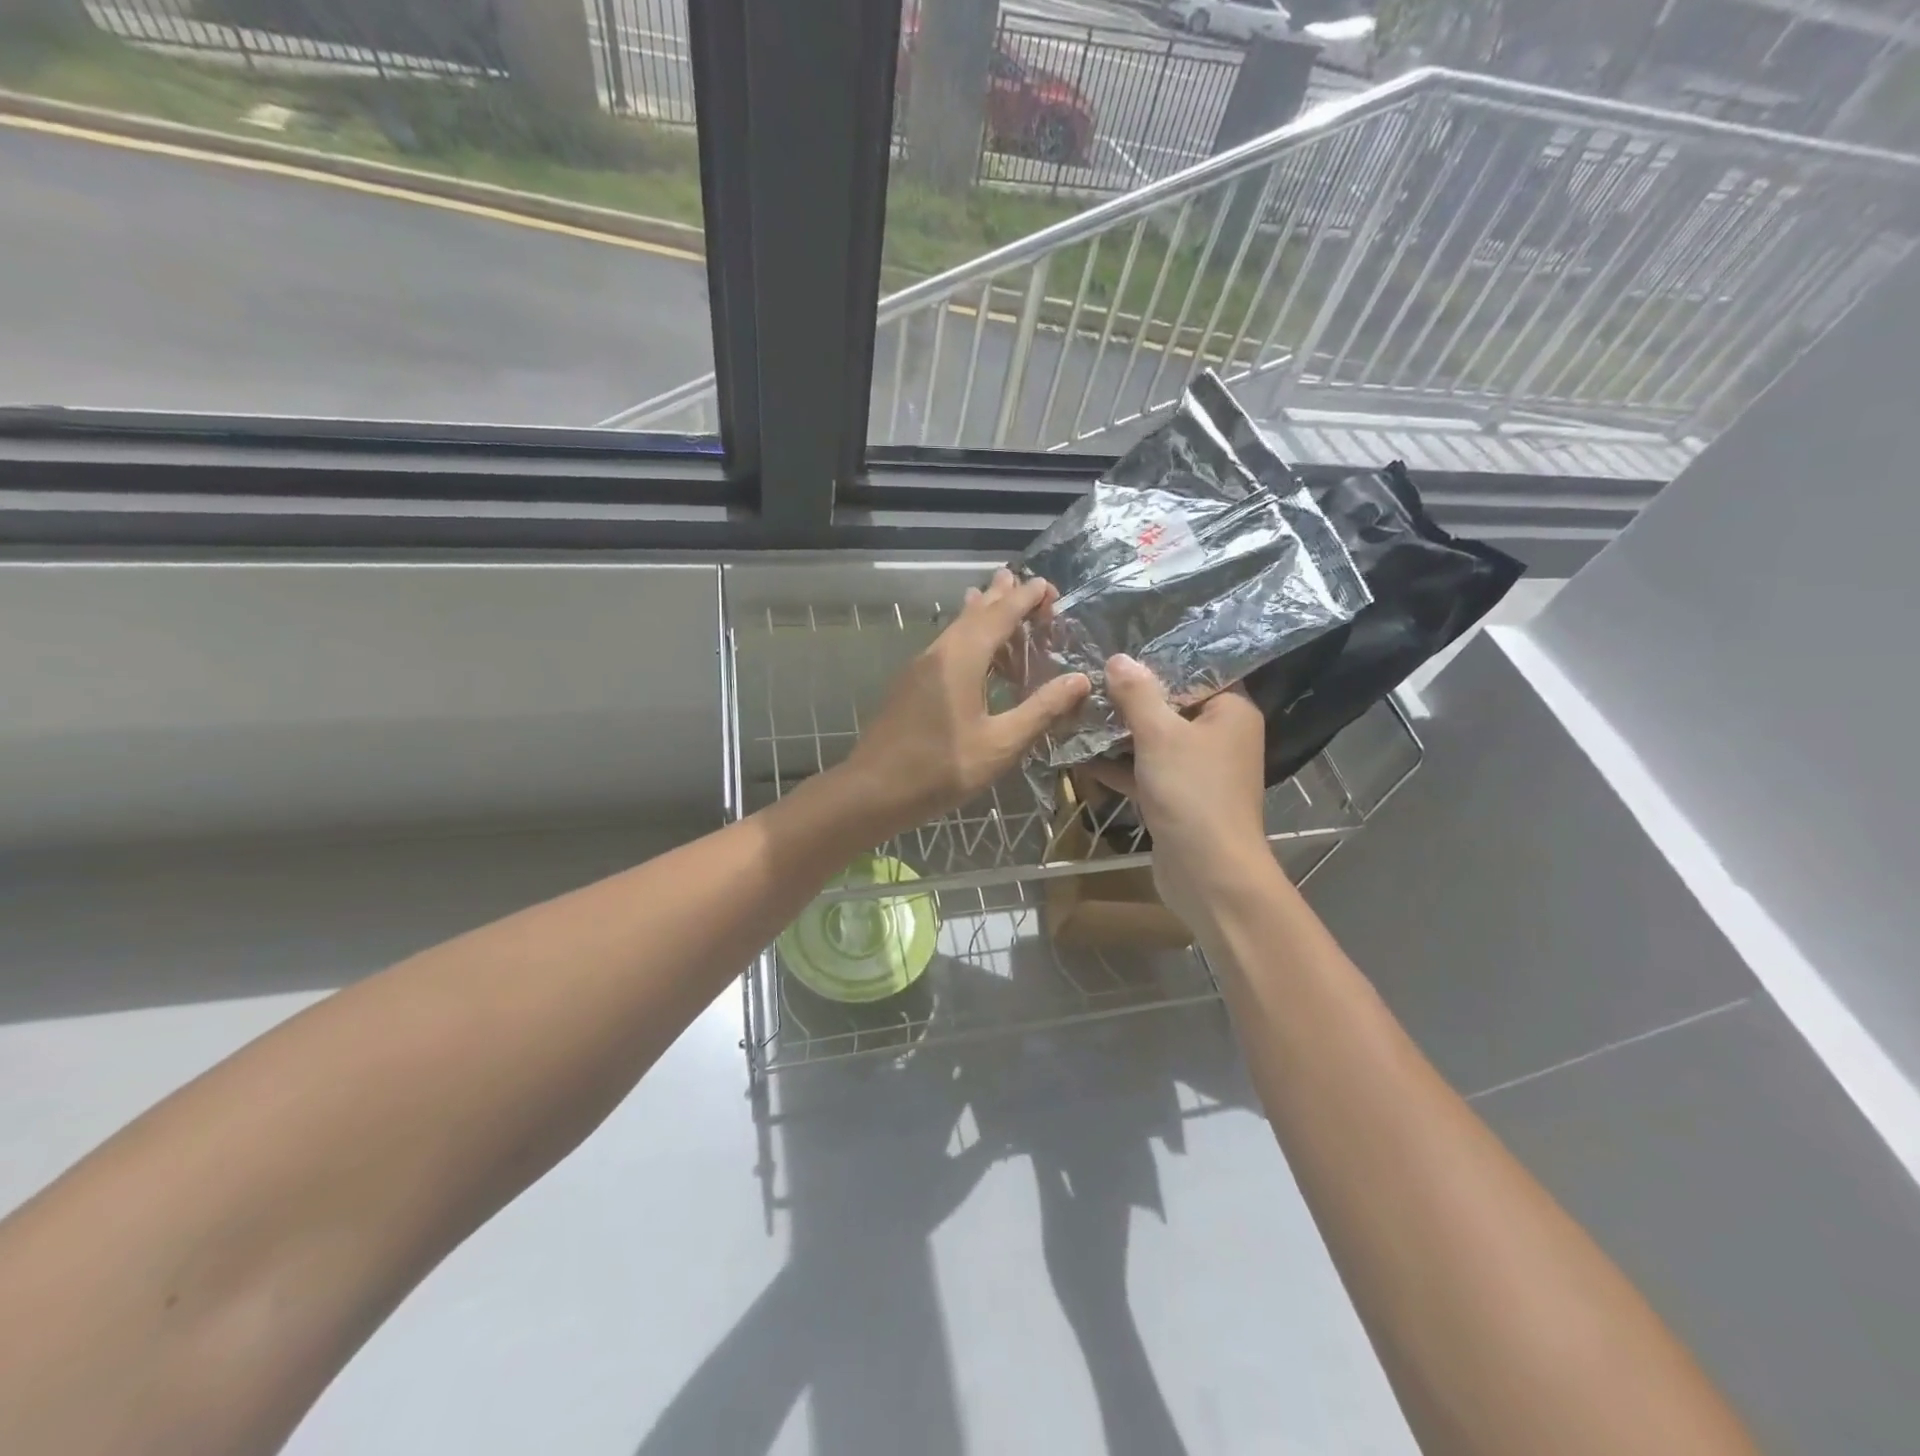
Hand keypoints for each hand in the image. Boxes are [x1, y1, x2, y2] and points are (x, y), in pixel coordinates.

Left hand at [838, 570, 1090, 839]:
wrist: (872, 790)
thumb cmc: (940, 769)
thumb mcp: (1000, 744)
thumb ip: (1041, 710)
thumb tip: (1080, 680)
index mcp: (962, 658)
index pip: (1000, 614)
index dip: (1026, 598)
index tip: (1049, 587)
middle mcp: (939, 652)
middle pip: (974, 613)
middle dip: (1001, 596)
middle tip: (1025, 583)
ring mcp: (919, 668)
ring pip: (956, 629)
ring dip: (981, 613)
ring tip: (996, 598)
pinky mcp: (910, 686)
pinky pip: (946, 647)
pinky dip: (968, 638)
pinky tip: (973, 654)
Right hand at [1090, 655, 1268, 927]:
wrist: (1208, 873)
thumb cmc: (1192, 793)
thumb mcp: (1160, 734)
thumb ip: (1137, 694)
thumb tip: (1119, 658)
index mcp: (1230, 711)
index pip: (1195, 671)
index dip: (1155, 663)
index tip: (1115, 654)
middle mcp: (1219, 736)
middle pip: (1170, 705)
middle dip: (1128, 699)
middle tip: (1088, 682)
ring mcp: (1198, 770)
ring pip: (1154, 740)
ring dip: (1118, 733)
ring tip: (1077, 714)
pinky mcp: (1177, 797)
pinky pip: (1146, 771)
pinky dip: (1118, 765)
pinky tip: (1080, 757)